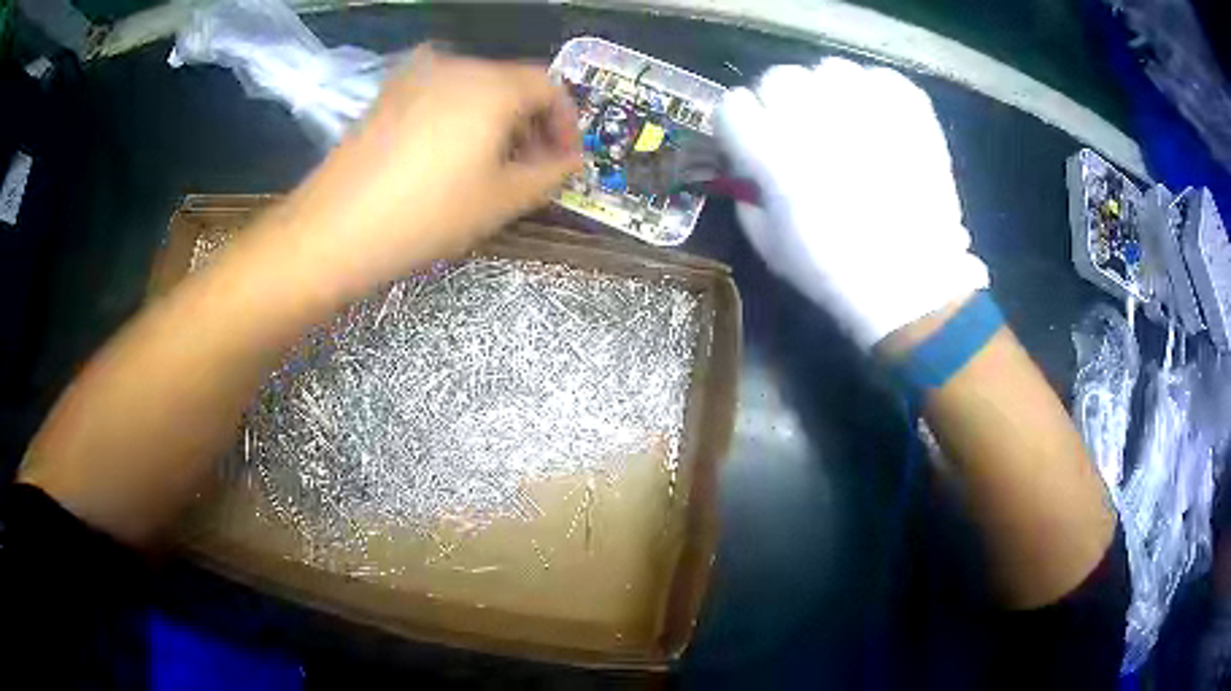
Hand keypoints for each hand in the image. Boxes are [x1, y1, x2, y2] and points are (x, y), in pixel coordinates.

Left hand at [268, 47, 581, 300]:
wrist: (333, 230)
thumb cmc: (426, 215)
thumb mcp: (501, 201)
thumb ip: (550, 174)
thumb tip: (572, 161)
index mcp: (491, 84)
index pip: (550, 88)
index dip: (567, 124)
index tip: (565, 162)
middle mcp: (455, 66)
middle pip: (512, 83)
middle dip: (532, 124)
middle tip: (531, 169)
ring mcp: (415, 77)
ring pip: (475, 89)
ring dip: (497, 121)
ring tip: (491, 167)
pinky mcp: (387, 96)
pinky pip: (440, 95)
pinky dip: (460, 118)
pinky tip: (448, 156)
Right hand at [716, 58, 988, 348]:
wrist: (913, 284)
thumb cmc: (835, 273)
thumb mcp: (768, 245)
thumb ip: (747, 193)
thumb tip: (748, 161)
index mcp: (776, 155)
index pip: (734, 105)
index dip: (739, 123)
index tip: (750, 139)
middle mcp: (817, 120)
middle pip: (778, 78)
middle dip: (780, 103)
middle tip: (799, 130)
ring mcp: (868, 109)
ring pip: (829, 69)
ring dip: (827, 92)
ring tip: (843, 122)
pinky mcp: (908, 109)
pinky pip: (878, 77)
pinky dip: (873, 93)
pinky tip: (877, 120)